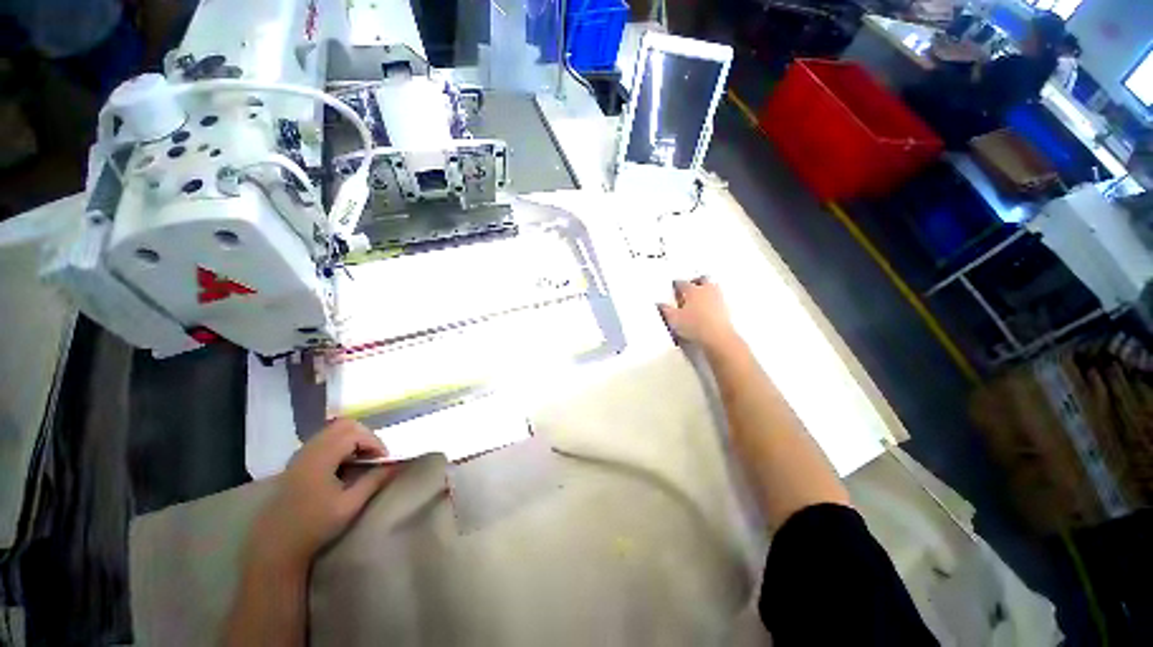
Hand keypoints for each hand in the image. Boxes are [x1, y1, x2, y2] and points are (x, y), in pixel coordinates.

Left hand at [249, 419, 395, 569]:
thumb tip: (396, 464)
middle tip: (375, 456)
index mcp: (321, 457)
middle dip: (365, 436)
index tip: (384, 461)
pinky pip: (323, 441)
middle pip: (344, 425)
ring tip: (362, 461)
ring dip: (352, 440)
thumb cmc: (314, 526)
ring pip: (333, 431)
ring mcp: (300, 455)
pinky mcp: (296, 463)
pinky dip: (340, 445)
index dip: (375, 442)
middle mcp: (309, 449)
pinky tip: (343, 466)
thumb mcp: (350, 505)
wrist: (275, 546)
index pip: (355, 433)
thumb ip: (374, 480)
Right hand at [658, 278, 740, 352]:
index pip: (682, 283)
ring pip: (712, 288)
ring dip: (706, 289)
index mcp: (692, 290)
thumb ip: (665, 310)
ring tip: (700, 295)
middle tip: (690, 284)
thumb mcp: (673, 319)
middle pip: (701, 280)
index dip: (676, 285)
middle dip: (695, 281)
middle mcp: (707, 291)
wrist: (717, 337)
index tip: (674, 286)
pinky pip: (719, 300)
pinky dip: (713, 302)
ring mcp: (718, 299)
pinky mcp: (726, 310)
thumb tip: (661, 306)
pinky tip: (709, 309)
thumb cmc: (696, 326)